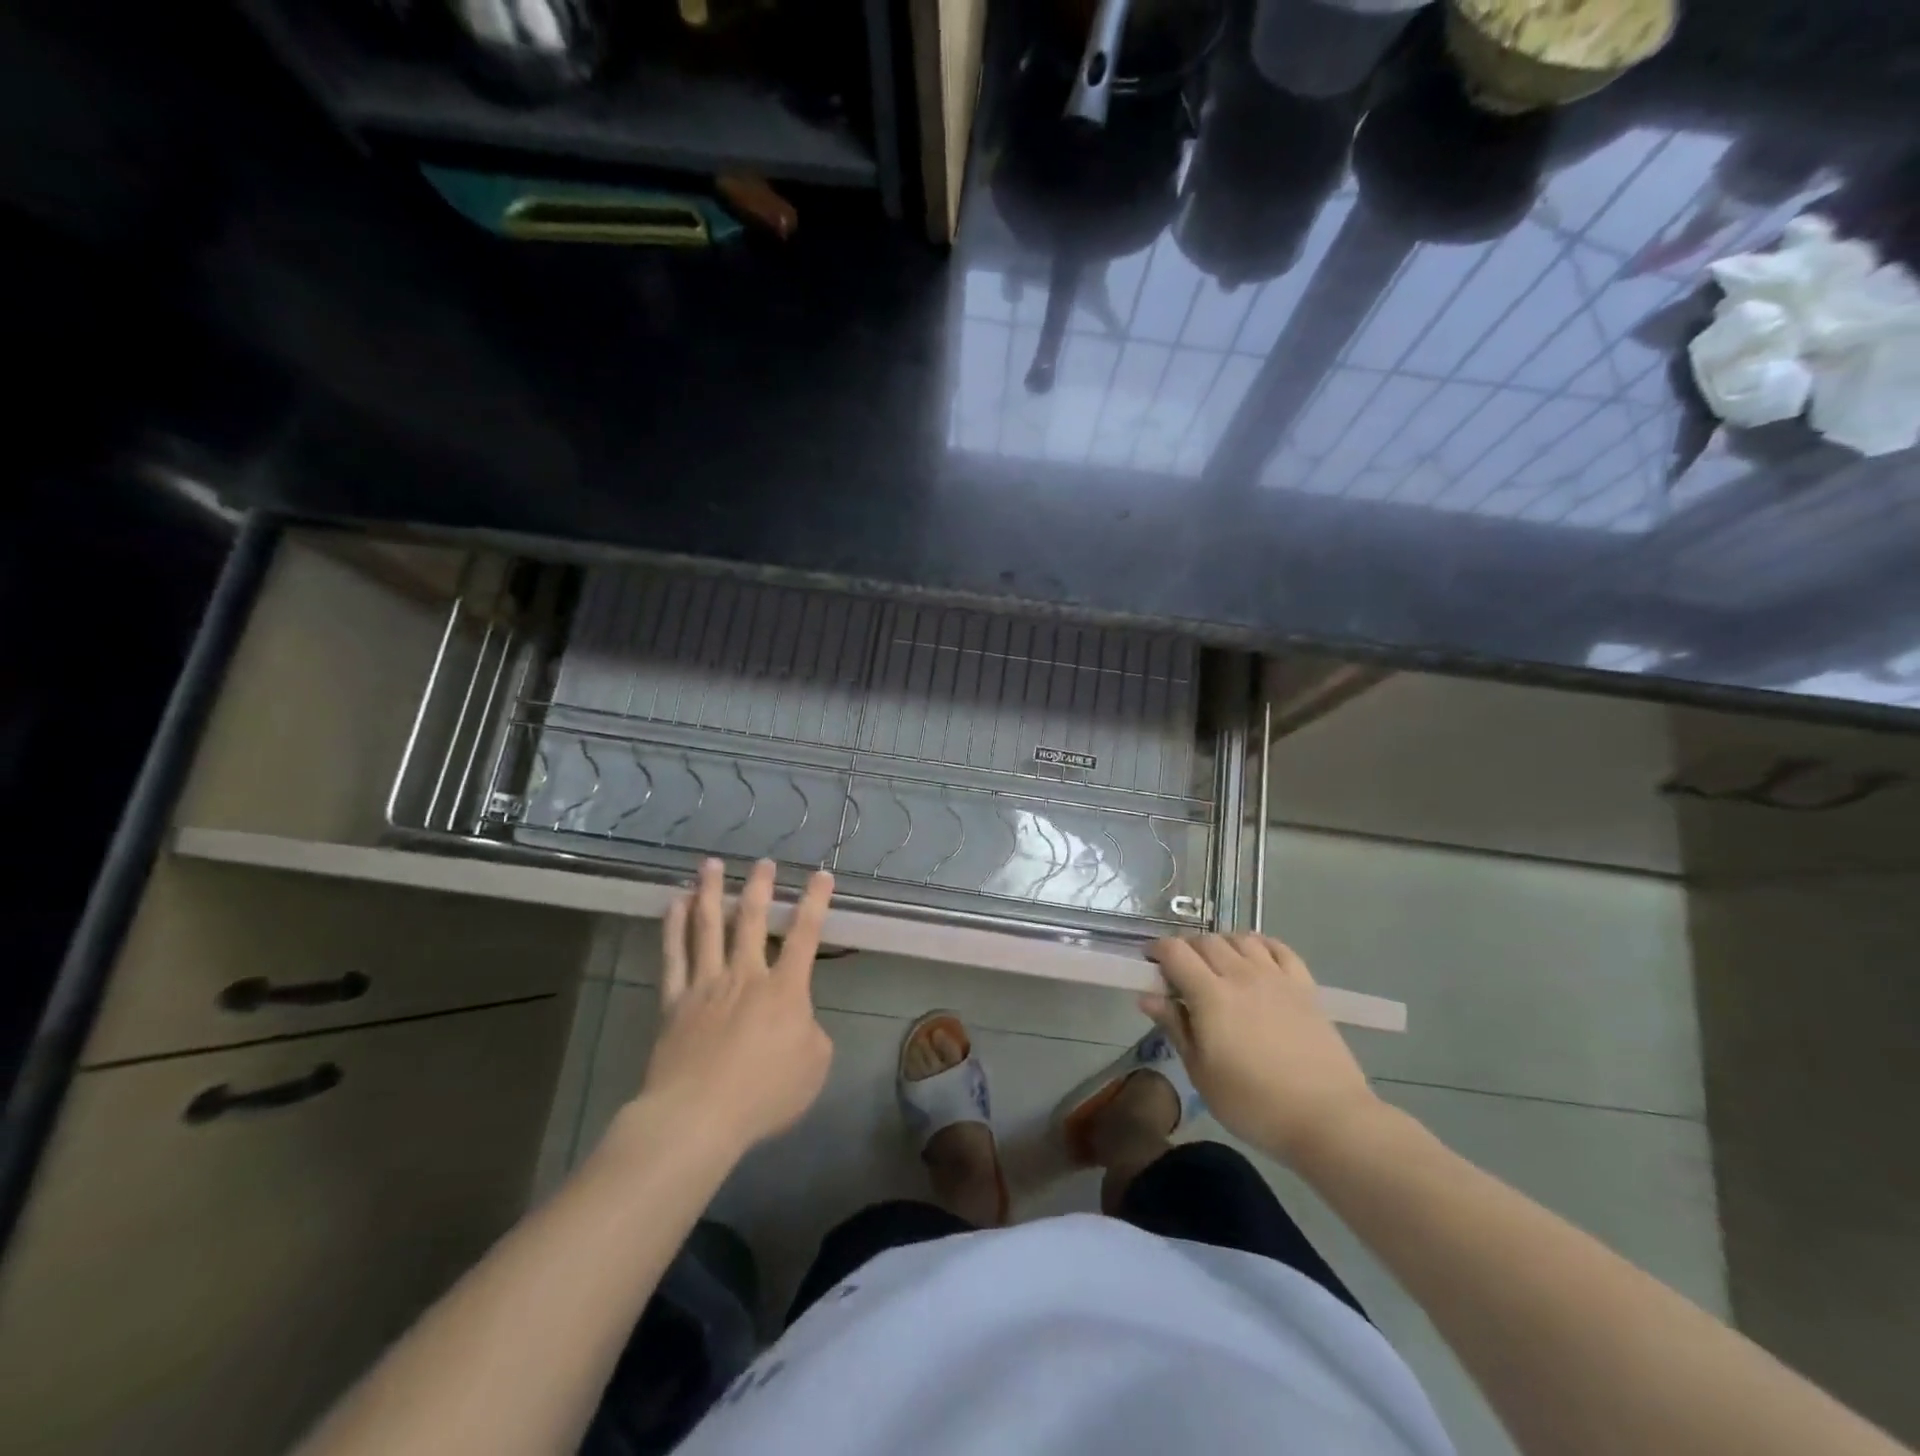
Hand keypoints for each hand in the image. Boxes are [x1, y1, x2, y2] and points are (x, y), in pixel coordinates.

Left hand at [638, 858, 835, 1153]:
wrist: (697, 1116)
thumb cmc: (764, 1094)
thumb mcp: (814, 1067)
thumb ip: (811, 1034)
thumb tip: (798, 1021)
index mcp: (785, 989)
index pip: (806, 935)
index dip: (816, 902)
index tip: (821, 874)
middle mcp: (746, 975)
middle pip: (753, 920)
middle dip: (761, 888)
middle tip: (763, 862)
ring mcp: (706, 985)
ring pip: (709, 927)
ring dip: (712, 892)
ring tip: (711, 865)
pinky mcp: (675, 1001)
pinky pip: (673, 956)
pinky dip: (673, 927)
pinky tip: (674, 904)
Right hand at [1141, 933, 1380, 1166]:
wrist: (1328, 1119)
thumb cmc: (1254, 1104)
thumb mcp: (1201, 1073)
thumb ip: (1175, 1027)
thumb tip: (1148, 996)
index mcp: (1210, 995)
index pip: (1175, 952)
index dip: (1156, 950)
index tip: (1149, 963)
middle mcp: (1241, 974)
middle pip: (1206, 941)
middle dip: (1186, 949)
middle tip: (1180, 973)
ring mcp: (1276, 977)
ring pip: (1240, 939)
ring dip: (1221, 945)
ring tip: (1217, 967)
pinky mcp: (1305, 986)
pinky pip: (1279, 948)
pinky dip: (1260, 945)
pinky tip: (1255, 959)